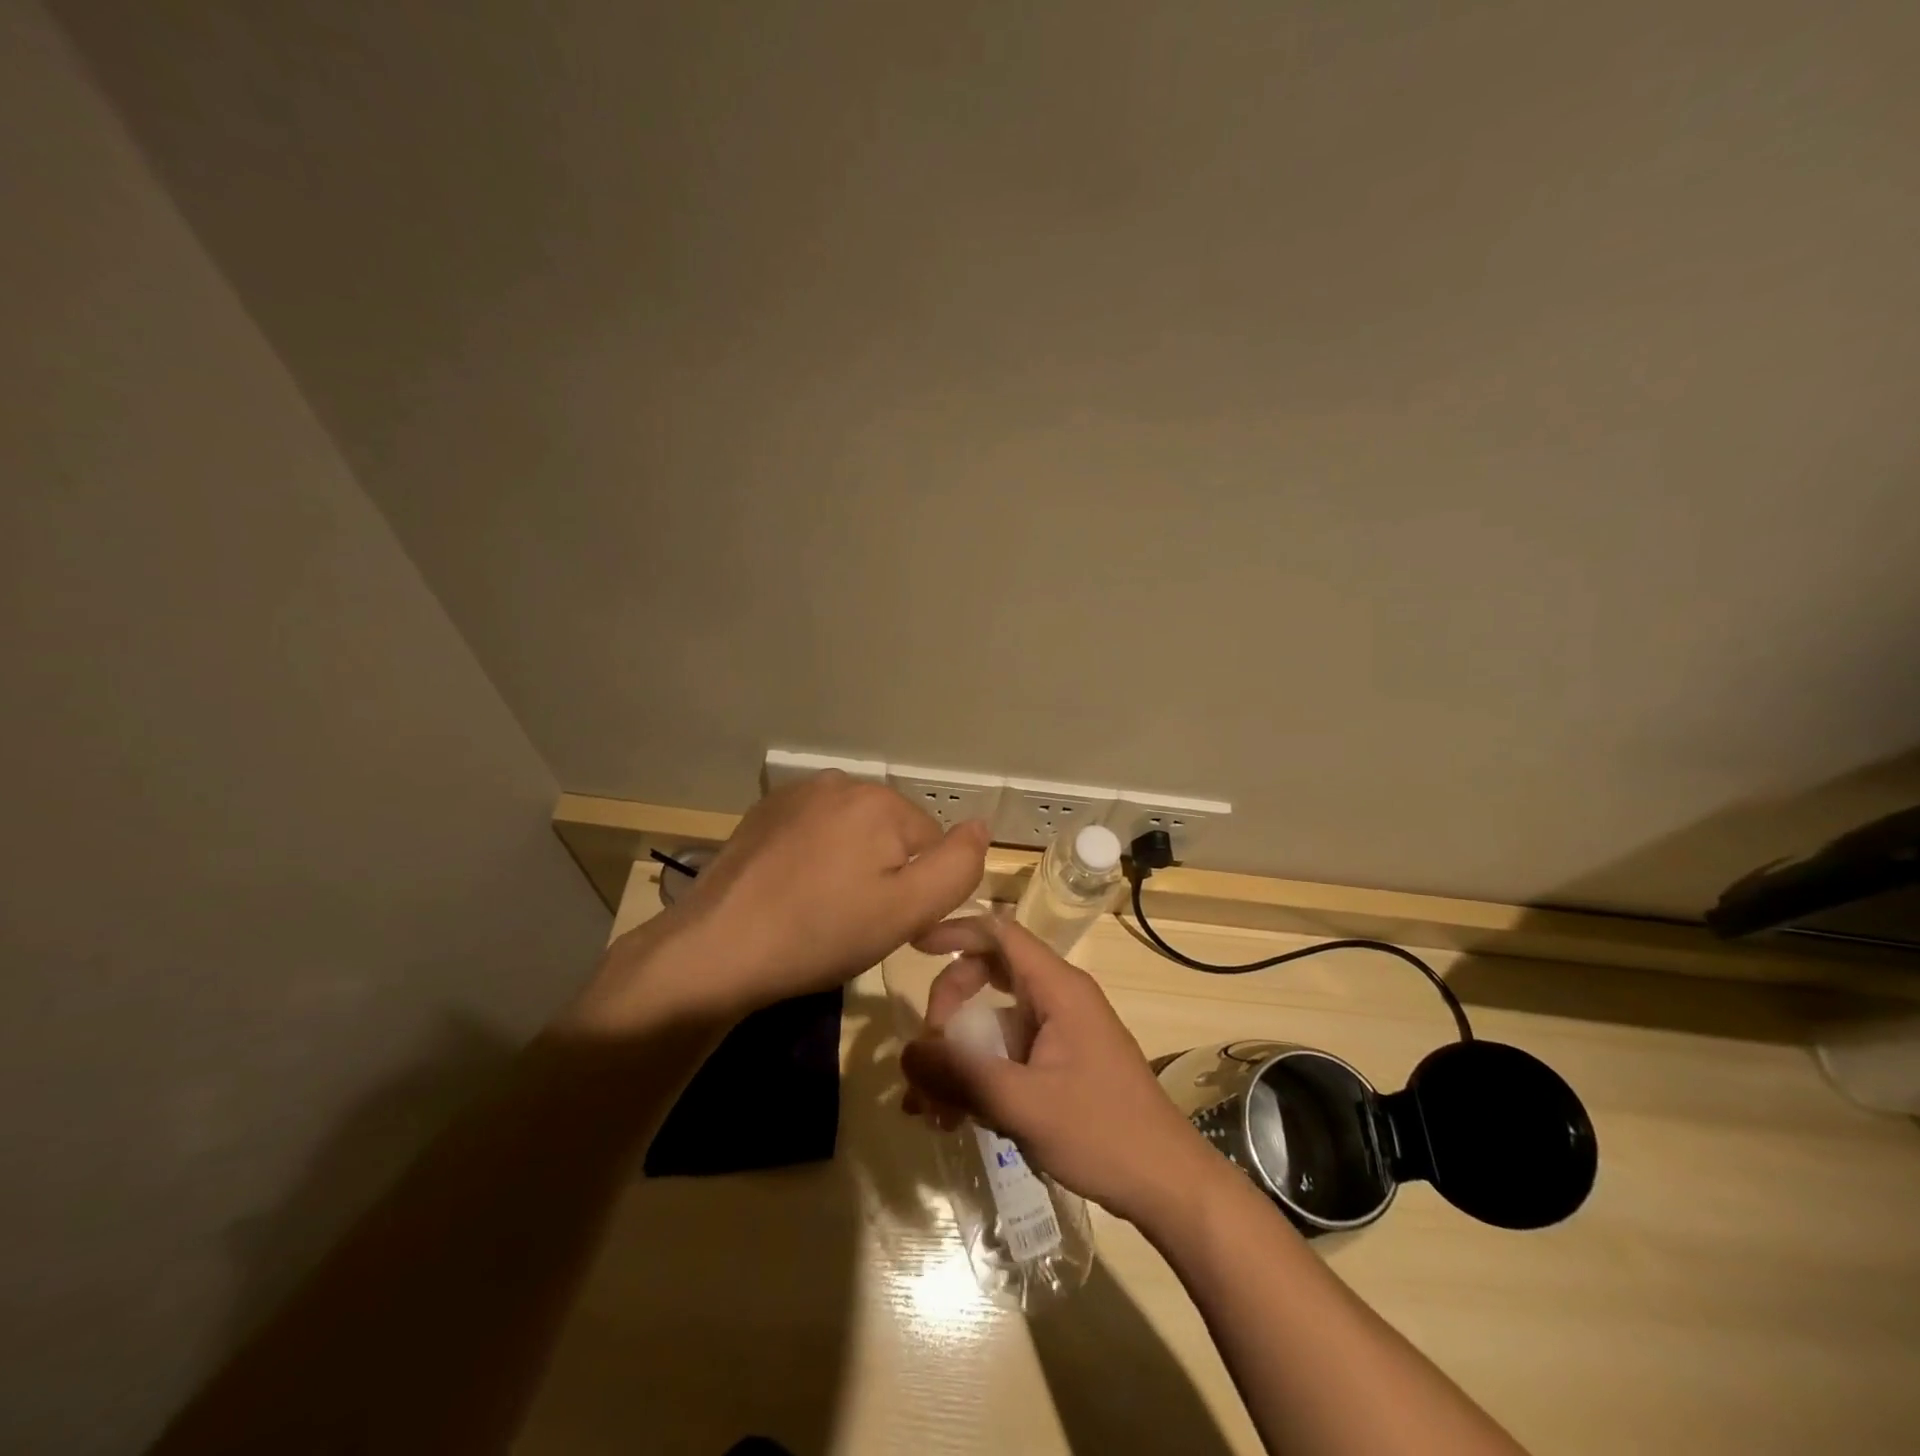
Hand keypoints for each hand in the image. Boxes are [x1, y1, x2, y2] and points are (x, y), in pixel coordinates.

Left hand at [568, 771, 991, 1032]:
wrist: (717, 948)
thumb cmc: (821, 933)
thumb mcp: (908, 911)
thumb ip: (958, 866)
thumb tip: (981, 825)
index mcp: (880, 800)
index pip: (932, 843)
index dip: (917, 889)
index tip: (886, 923)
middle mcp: (841, 782)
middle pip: (891, 832)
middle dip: (884, 871)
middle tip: (853, 920)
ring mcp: (797, 793)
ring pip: (853, 831)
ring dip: (850, 863)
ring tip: (821, 907)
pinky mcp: (765, 811)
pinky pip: (815, 830)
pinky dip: (815, 856)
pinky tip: (792, 890)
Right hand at [899, 915, 1223, 1229]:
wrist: (1167, 1184)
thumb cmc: (1103, 1133)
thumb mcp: (1024, 1104)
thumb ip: (962, 1075)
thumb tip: (906, 1053)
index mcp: (1057, 989)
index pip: (1000, 934)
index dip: (956, 931)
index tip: (915, 948)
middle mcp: (1058, 999)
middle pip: (989, 976)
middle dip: (948, 1009)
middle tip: (924, 1054)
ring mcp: (1060, 1032)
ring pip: (993, 1022)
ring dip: (958, 1055)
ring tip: (927, 1108)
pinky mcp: (1060, 1063)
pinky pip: (1007, 1054)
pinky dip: (978, 1076)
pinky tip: (954, 1119)